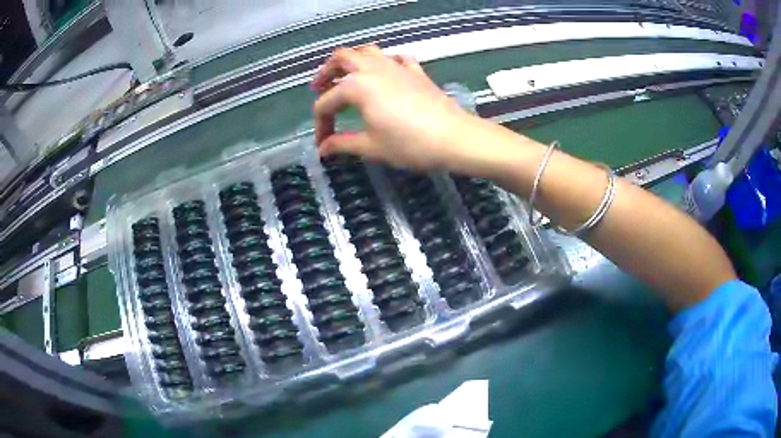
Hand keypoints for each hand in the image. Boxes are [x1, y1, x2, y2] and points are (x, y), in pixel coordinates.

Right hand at [312, 45, 478, 170]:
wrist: (453, 138)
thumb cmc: (409, 144)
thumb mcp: (370, 147)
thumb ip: (342, 144)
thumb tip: (323, 149)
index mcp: (357, 86)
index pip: (327, 103)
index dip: (321, 124)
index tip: (323, 144)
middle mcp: (373, 69)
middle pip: (342, 58)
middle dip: (326, 72)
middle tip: (319, 87)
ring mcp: (396, 66)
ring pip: (367, 51)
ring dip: (352, 60)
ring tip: (346, 75)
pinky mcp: (415, 71)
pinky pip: (395, 58)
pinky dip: (385, 62)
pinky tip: (385, 74)